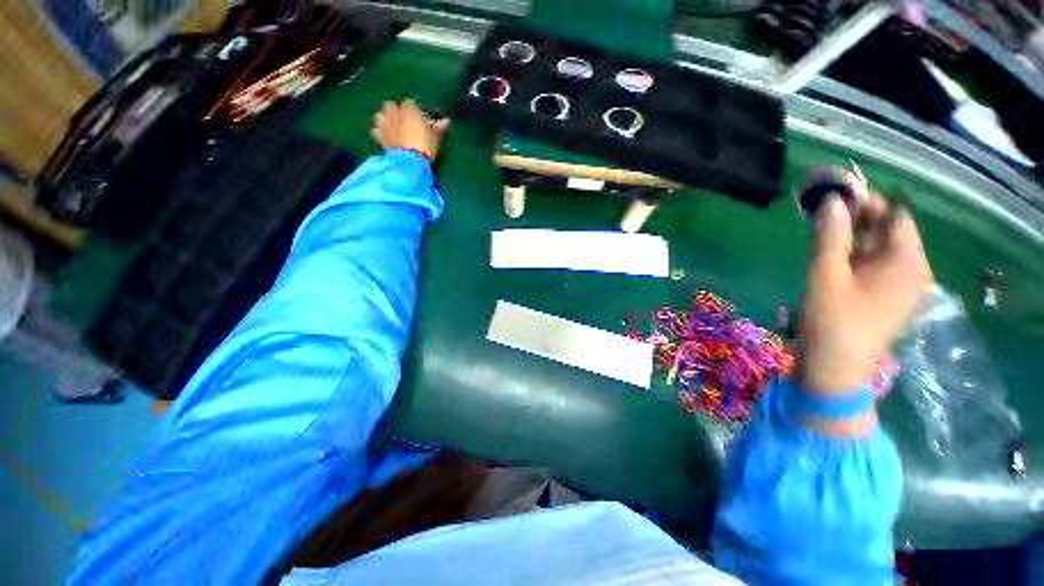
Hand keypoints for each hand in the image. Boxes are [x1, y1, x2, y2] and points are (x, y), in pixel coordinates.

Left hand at [371, 99, 449, 160]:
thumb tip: (446, 121)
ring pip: (380, 115)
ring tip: (391, 127)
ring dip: (384, 119)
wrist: (410, 160)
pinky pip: (375, 130)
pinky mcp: (379, 136)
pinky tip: (385, 137)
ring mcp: (384, 124)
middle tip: (403, 121)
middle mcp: (394, 113)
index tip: (418, 117)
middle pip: (390, 105)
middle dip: (395, 111)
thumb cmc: (425, 146)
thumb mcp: (435, 138)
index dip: (413, 109)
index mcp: (409, 110)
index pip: (410, 103)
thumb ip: (439, 128)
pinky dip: (379, 132)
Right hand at [798, 182, 932, 401]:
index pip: (894, 214)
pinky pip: (868, 264)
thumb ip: (829, 236)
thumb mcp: (826, 275)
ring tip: (816, 227)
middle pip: (886, 230)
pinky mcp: (880, 297)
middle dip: (854, 215)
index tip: (832, 192)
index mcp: (907, 262)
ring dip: (848, 234)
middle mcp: (909, 270)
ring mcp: (896, 286)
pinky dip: (848, 253)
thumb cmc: (832, 323)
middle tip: (819, 207)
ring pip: (874, 247)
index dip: (866, 199)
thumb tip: (830, 201)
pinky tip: (825, 252)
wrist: (834, 371)